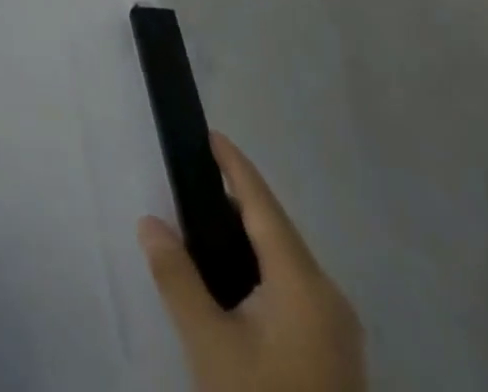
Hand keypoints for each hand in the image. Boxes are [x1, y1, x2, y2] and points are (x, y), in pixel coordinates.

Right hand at [140, 134, 364, 391]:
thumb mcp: (209, 344)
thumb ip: (177, 278)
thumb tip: (150, 223)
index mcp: (304, 284)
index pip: (263, 206)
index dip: (235, 166)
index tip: (210, 133)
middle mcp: (329, 298)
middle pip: (277, 230)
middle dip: (235, 199)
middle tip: (190, 176)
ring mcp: (337, 329)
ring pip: (285, 261)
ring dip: (246, 235)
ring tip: (201, 219)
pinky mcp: (333, 354)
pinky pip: (292, 287)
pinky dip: (259, 266)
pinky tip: (230, 275)